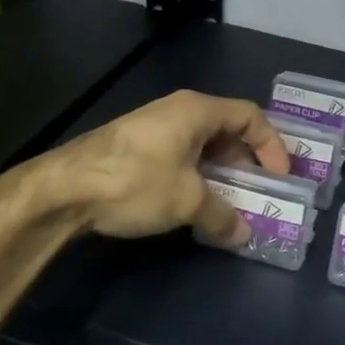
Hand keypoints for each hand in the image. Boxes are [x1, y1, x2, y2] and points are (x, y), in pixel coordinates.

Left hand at [50, 90, 288, 244]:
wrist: (64, 189)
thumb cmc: (136, 182)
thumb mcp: (187, 201)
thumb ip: (222, 215)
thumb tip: (244, 234)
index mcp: (197, 110)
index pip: (250, 116)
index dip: (272, 145)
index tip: (280, 177)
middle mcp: (177, 110)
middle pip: (227, 129)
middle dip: (247, 161)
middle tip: (260, 191)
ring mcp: (153, 127)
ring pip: (202, 145)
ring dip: (221, 172)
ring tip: (231, 202)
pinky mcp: (135, 146)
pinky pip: (180, 155)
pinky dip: (196, 175)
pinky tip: (194, 203)